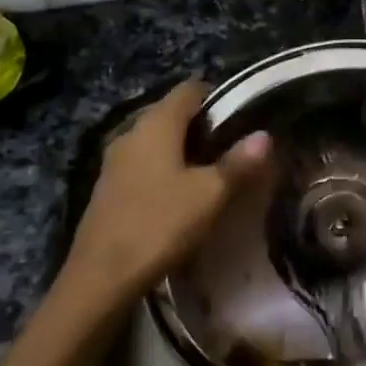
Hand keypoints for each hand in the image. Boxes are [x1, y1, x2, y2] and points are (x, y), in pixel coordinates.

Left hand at [64, 80, 269, 308]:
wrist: (100, 277)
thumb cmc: (160, 224)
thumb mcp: (209, 195)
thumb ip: (238, 163)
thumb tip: (264, 135)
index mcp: (156, 123)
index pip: (190, 89)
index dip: (218, 97)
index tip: (242, 118)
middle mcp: (132, 131)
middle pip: (172, 113)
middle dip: (203, 126)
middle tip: (233, 149)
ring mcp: (115, 159)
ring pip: (157, 140)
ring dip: (183, 150)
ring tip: (211, 174)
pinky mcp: (108, 186)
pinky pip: (143, 163)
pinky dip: (164, 169)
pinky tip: (179, 195)